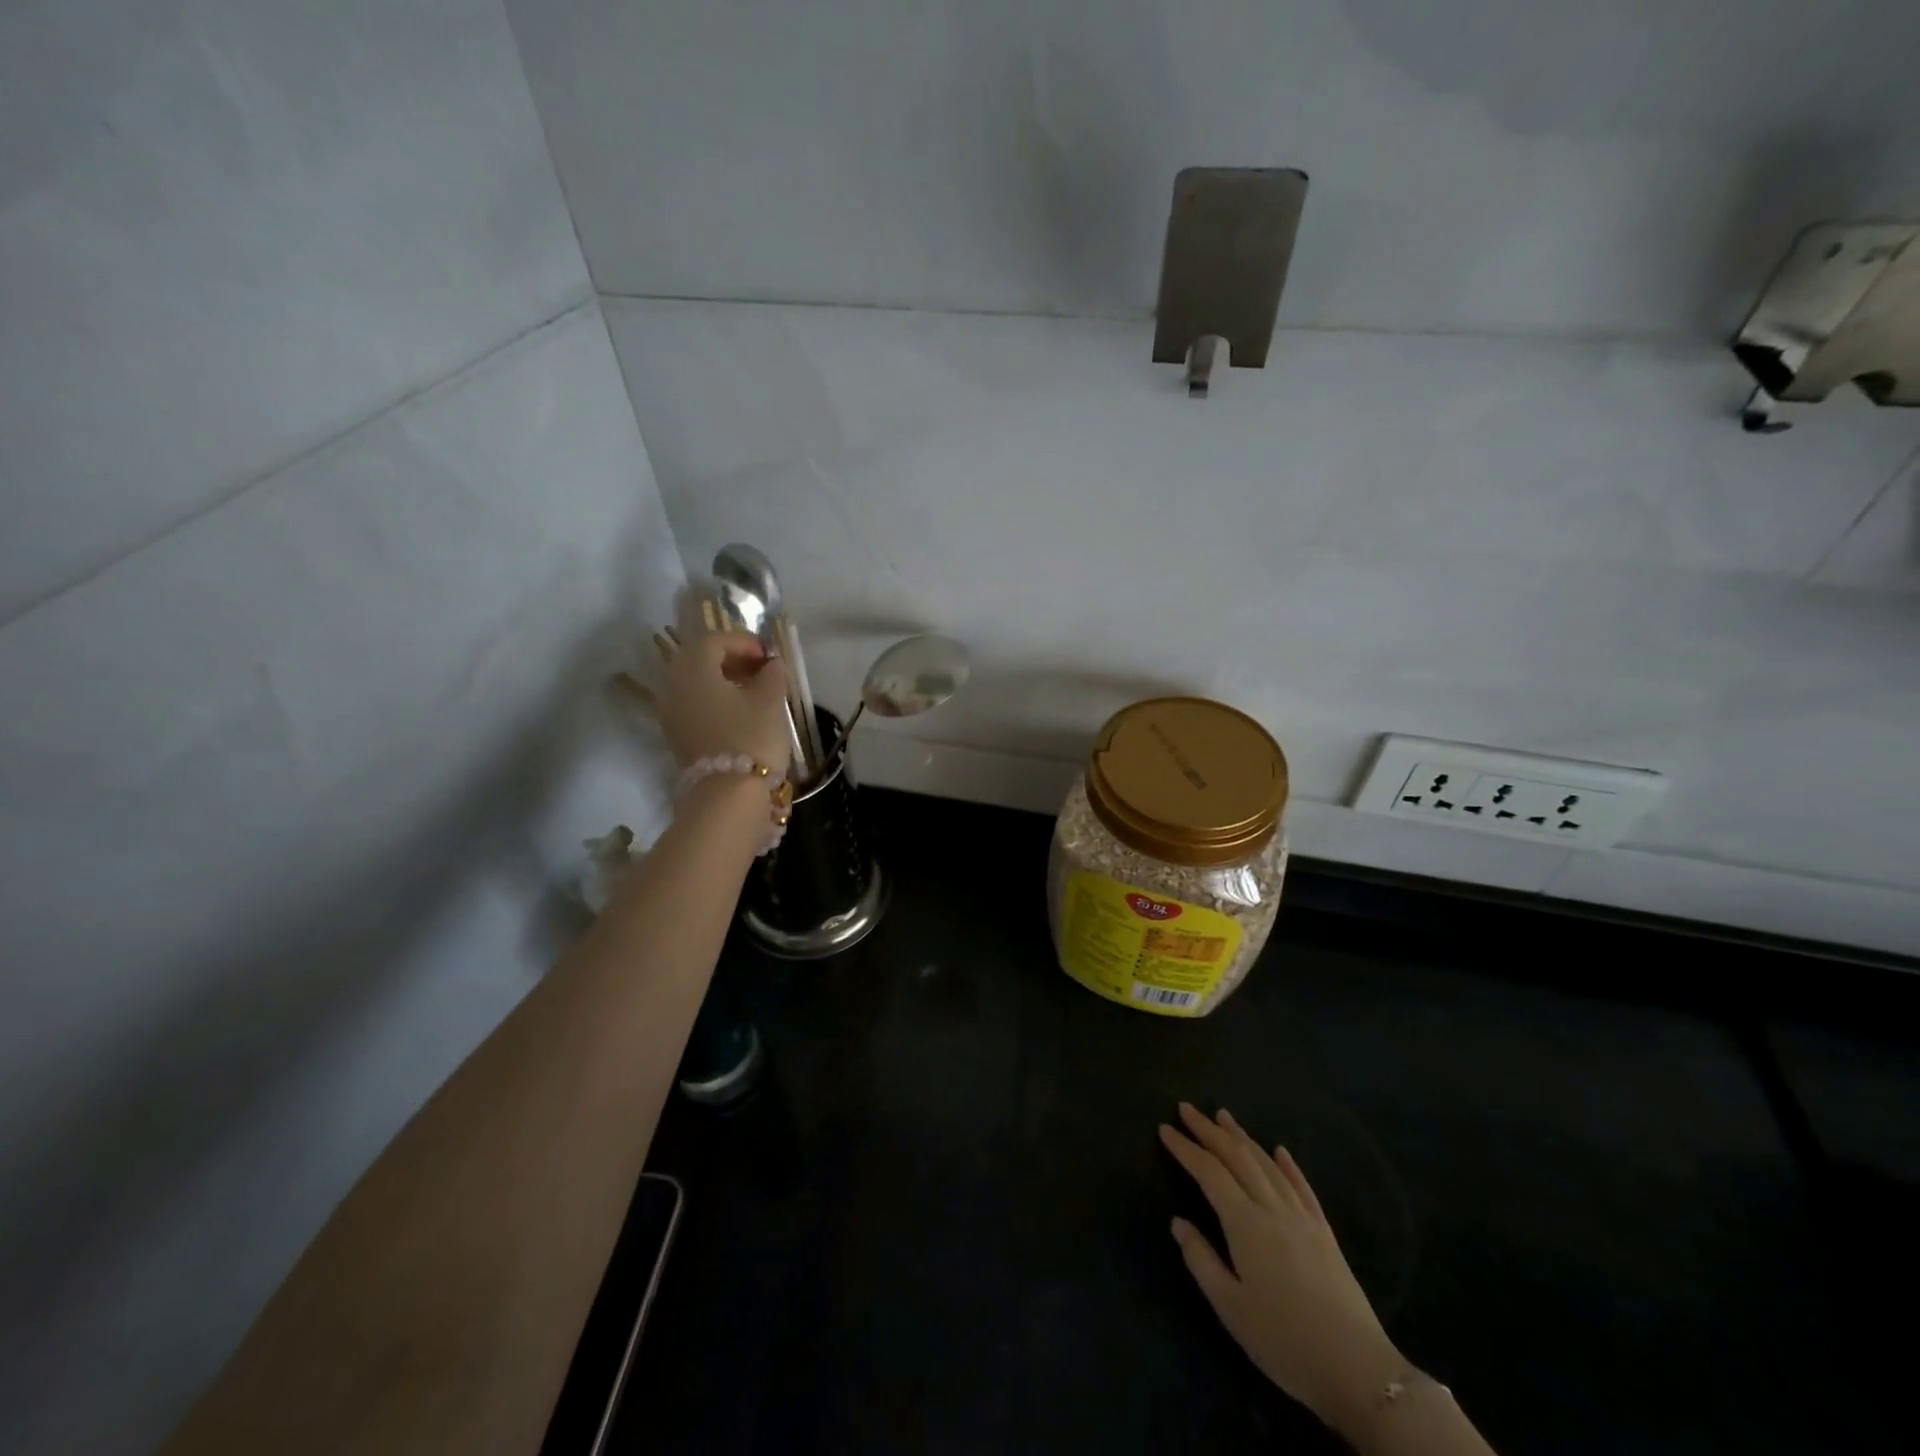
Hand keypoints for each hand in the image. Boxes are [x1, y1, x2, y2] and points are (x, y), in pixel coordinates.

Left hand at [658, 630, 791, 775]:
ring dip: (722, 680)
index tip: (769, 654)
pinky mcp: (677, 737)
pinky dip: (715, 700)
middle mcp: (674, 687)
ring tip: (753, 691)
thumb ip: (772, 674)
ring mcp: (671, 714)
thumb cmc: (751, 738)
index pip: (713, 641)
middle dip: (730, 659)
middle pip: (698, 660)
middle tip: (760, 668)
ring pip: (695, 684)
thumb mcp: (770, 701)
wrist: (728, 796)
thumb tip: (771, 663)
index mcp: (694, 670)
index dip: (743, 641)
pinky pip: (693, 705)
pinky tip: (740, 713)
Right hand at [1161, 1104, 1402, 1436]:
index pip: (1209, 1172)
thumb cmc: (1284, 1341)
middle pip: (1237, 1157)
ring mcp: (1302, 1217)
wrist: (1358, 1370)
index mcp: (1245, 1224)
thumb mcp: (1231, 1308)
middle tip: (1186, 1109)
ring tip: (1223, 1116)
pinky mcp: (1325, 1232)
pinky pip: (1302, 1186)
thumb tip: (1178, 1222)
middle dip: (1209, 1130)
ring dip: (1242, 1137)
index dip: (1185, 1148)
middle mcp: (1272, 1208)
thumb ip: (1201, 1260)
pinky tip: (1279, 1150)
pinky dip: (1287, 1164)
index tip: (1164, 1129)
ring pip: (1267, 1164)